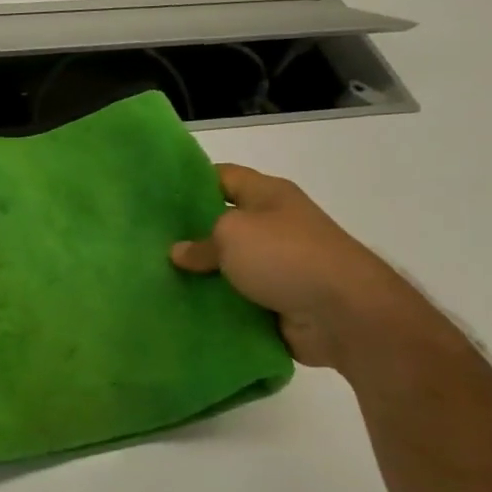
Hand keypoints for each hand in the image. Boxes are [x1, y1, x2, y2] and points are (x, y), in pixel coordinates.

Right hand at [170, 164, 424, 370]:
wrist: (344, 314)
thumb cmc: (286, 256)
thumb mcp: (232, 234)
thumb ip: (200, 242)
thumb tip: (179, 252)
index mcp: (269, 195)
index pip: (223, 177)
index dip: (190, 181)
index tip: (154, 195)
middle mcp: (274, 225)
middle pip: (222, 223)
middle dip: (188, 233)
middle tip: (147, 242)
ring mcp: (277, 265)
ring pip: (226, 265)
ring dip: (199, 274)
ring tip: (155, 277)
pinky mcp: (276, 300)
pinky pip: (235, 298)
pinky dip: (214, 303)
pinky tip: (181, 306)